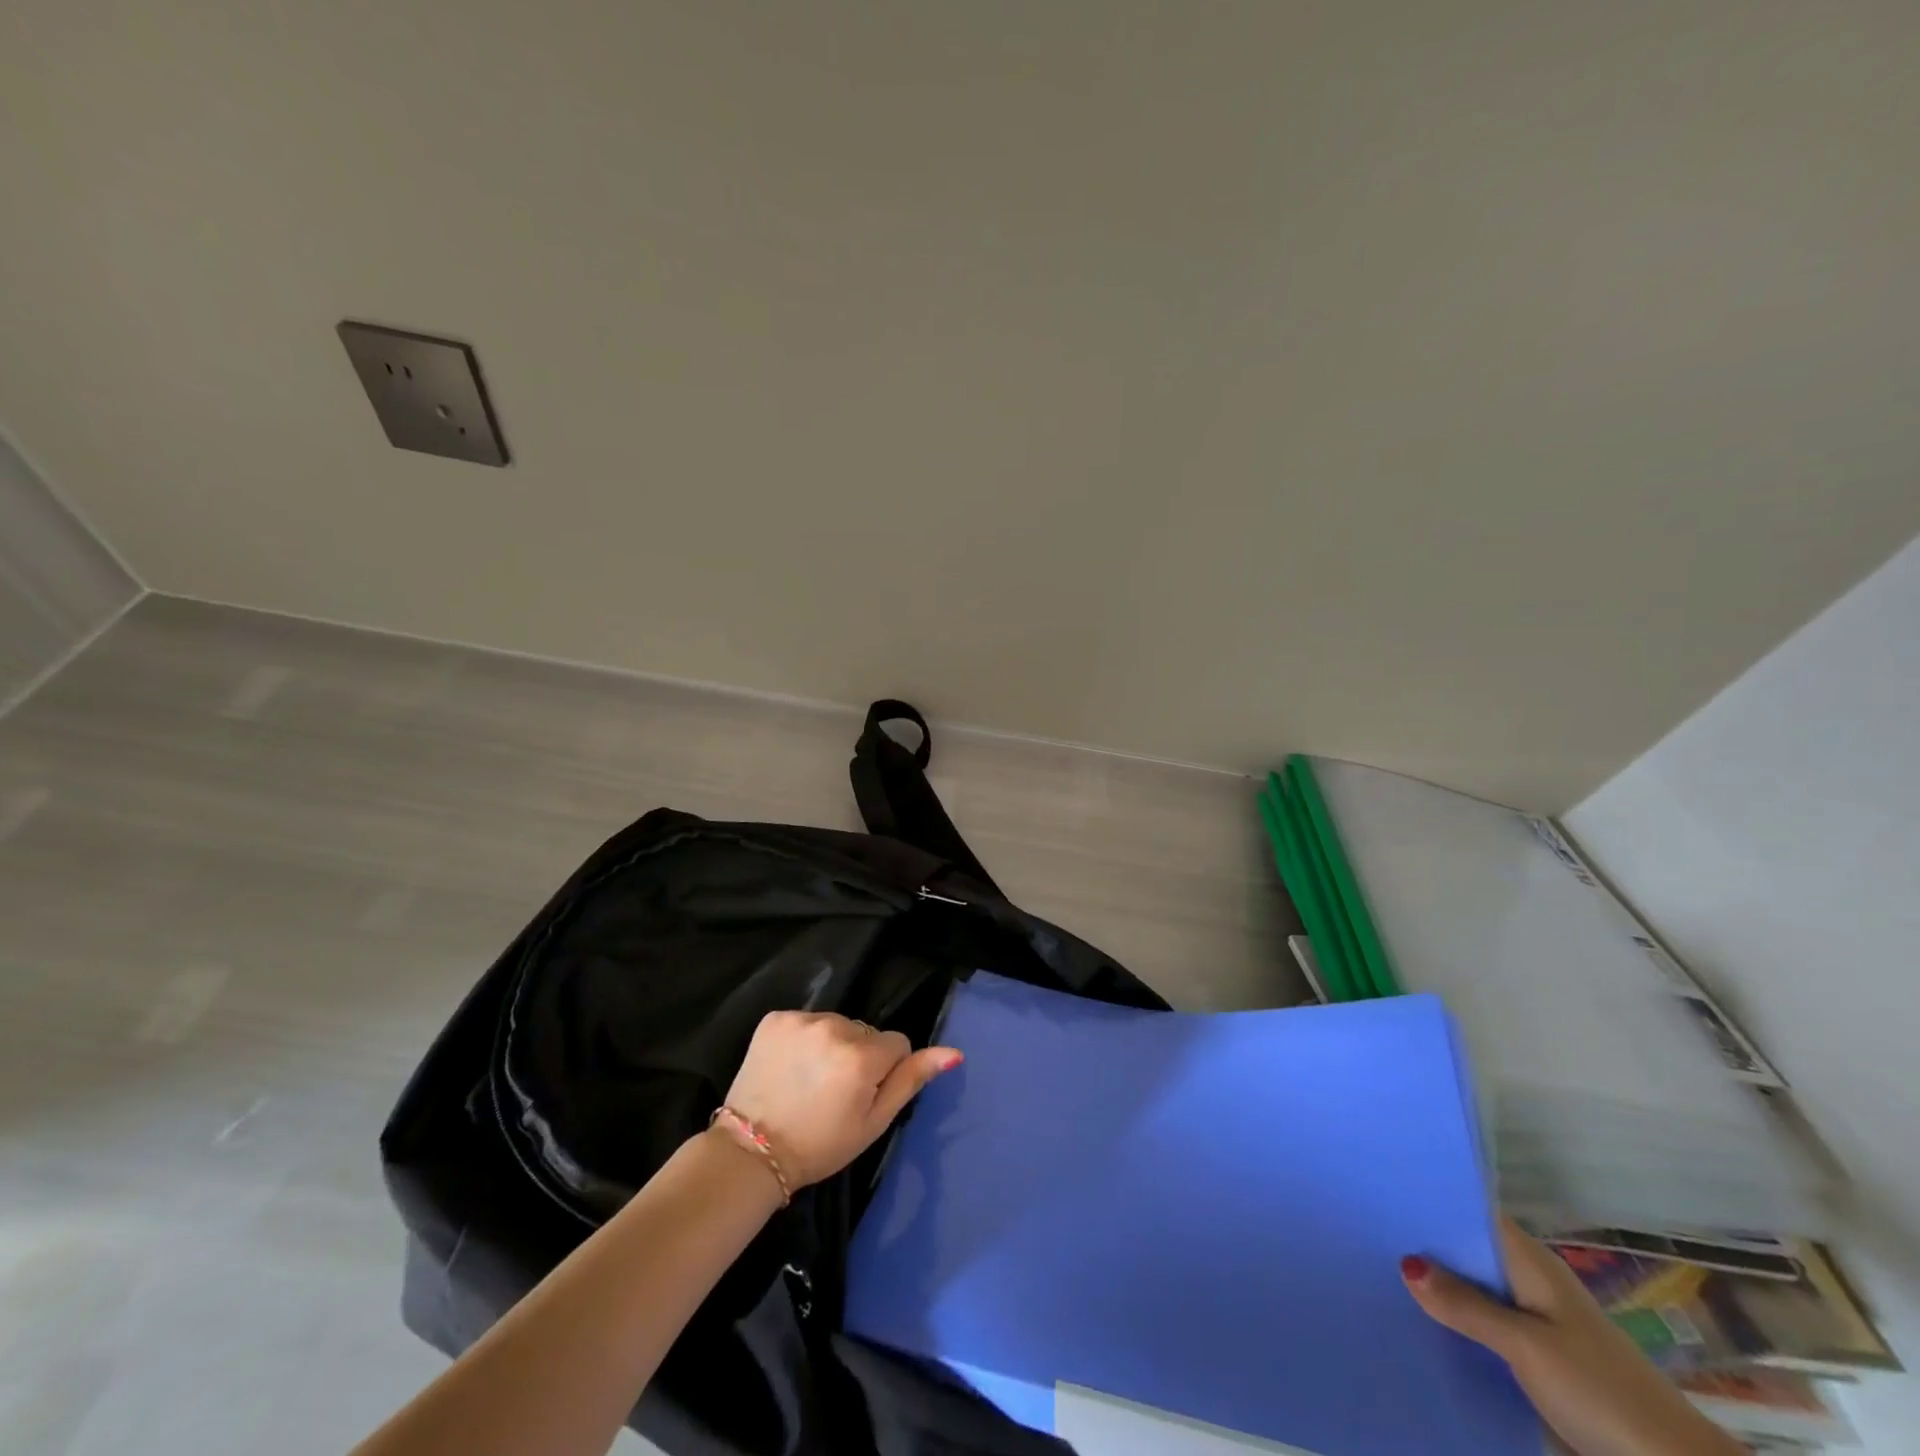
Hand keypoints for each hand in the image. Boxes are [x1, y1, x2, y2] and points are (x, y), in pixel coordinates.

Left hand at [719, 1011, 961, 1188]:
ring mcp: (801, 1019)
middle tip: (834, 1090)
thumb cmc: (820, 1145)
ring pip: (836, 1023)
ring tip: (810, 1079)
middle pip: (865, 1031)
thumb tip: (953, 1053)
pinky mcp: (775, 1018)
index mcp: (862, 1056)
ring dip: (832, 1043)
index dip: (884, 1071)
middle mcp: (834, 1026)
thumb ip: (912, 1080)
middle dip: (859, 1054)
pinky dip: (803, 1039)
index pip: (897, 1043)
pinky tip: (790, 1066)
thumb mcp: (874, 1122)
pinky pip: (806, 1020)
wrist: (751, 1153)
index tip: (862, 1094)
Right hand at [1402, 1217, 1743, 1455]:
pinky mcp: (1540, 1362)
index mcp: (1531, 1263)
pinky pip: (1485, 1329)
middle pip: (1467, 1252)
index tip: (1379, 1191)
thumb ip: (1465, 1305)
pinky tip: (1422, 1328)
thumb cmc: (1601, 1392)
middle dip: (1424, 1246)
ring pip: (1474, 1293)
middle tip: (1365, 1234)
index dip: (1430, 1200)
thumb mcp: (1526, 1346)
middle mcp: (1531, 1284)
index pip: (1470, 1212)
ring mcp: (1537, 1325)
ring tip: (1379, 1277)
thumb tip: (1405, 1262)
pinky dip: (1457, 1326)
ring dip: (1439, 1291)